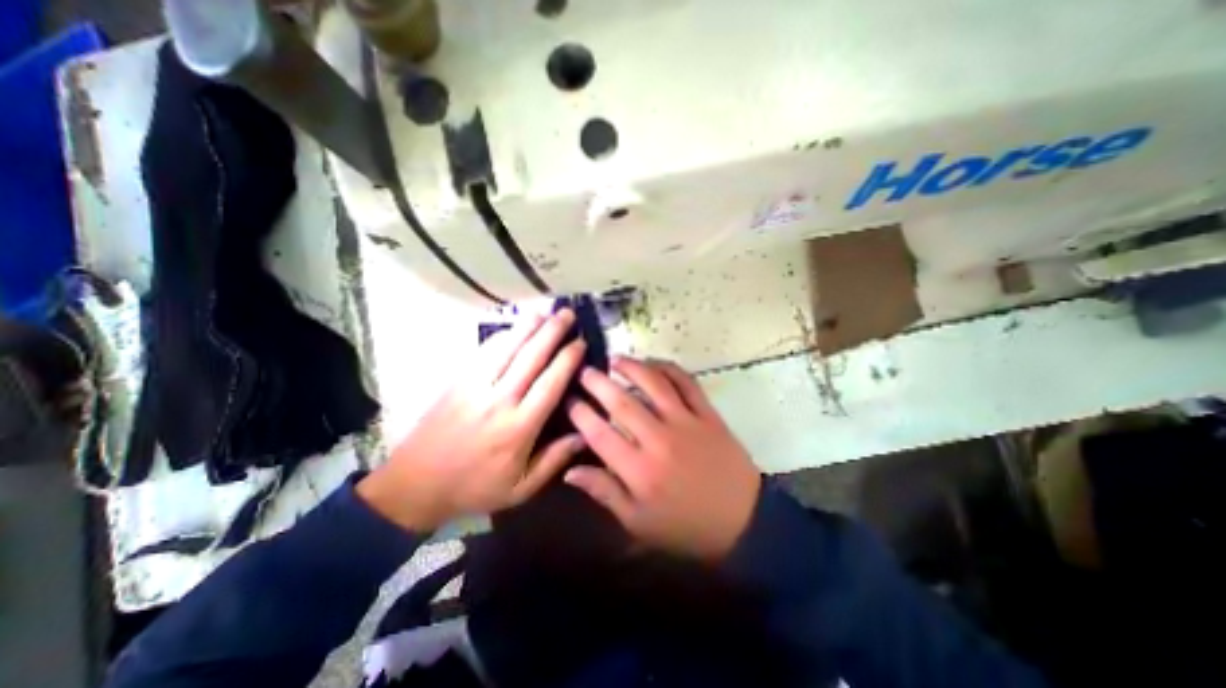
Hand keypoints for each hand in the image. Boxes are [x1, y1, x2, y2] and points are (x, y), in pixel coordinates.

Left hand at [358, 313, 586, 532]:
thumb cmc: (475, 488)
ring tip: (545, 311)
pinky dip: (502, 336)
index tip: (581, 342)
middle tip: (568, 314)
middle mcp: (499, 401)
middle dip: (552, 332)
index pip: (550, 384)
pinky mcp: (458, 381)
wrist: (415, 485)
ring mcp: (475, 387)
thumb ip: (554, 460)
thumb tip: (585, 434)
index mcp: (519, 428)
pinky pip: (483, 352)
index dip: (567, 359)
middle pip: (530, 357)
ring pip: (506, 348)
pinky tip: (514, 327)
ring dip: (527, 326)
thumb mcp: (521, 488)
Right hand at [562, 357, 757, 560]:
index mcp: (639, 471)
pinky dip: (669, 368)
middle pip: (622, 403)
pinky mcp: (708, 414)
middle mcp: (659, 440)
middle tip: (585, 371)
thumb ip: (604, 492)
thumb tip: (570, 471)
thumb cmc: (685, 526)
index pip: (600, 434)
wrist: (743, 522)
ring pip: (654, 385)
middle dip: (598, 383)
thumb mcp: (638, 522)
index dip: (580, 414)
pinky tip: (654, 363)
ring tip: (616, 359)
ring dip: (633, 367)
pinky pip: (687, 383)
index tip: (569, 400)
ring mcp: (686, 423)